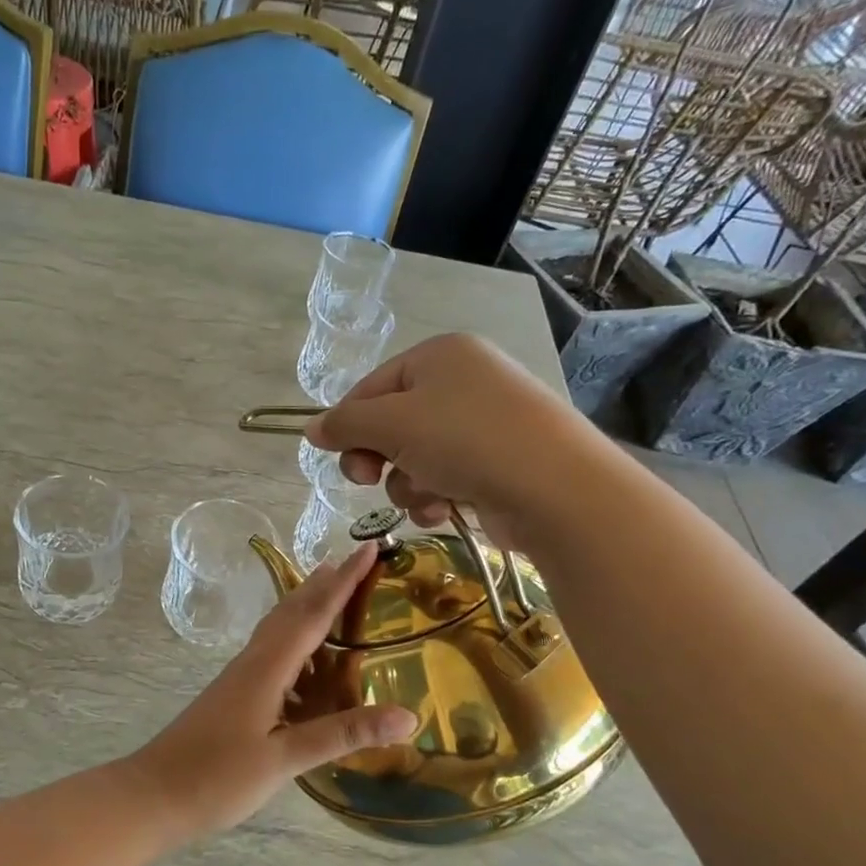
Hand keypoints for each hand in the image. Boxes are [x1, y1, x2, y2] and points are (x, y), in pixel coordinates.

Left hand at [128, 544, 416, 838]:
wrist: (154, 794)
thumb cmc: (217, 776)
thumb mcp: (285, 758)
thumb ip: (342, 734)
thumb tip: (408, 715)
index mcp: (267, 668)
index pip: (313, 614)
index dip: (344, 581)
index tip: (368, 547)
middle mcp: (253, 663)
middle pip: (292, 612)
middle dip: (324, 584)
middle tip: (353, 560)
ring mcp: (239, 679)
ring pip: (278, 631)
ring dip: (306, 608)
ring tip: (332, 595)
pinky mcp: (233, 697)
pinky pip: (272, 654)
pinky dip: (295, 642)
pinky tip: (304, 662)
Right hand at [304, 333, 583, 528]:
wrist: (555, 488)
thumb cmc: (465, 441)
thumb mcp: (392, 425)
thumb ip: (345, 425)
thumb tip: (310, 429)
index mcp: (439, 356)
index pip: (370, 387)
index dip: (348, 424)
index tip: (335, 457)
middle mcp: (463, 382)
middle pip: (391, 424)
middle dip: (377, 458)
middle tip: (368, 478)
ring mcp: (484, 424)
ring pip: (414, 458)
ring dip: (406, 484)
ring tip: (425, 496)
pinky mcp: (497, 463)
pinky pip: (444, 477)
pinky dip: (434, 496)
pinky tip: (442, 510)